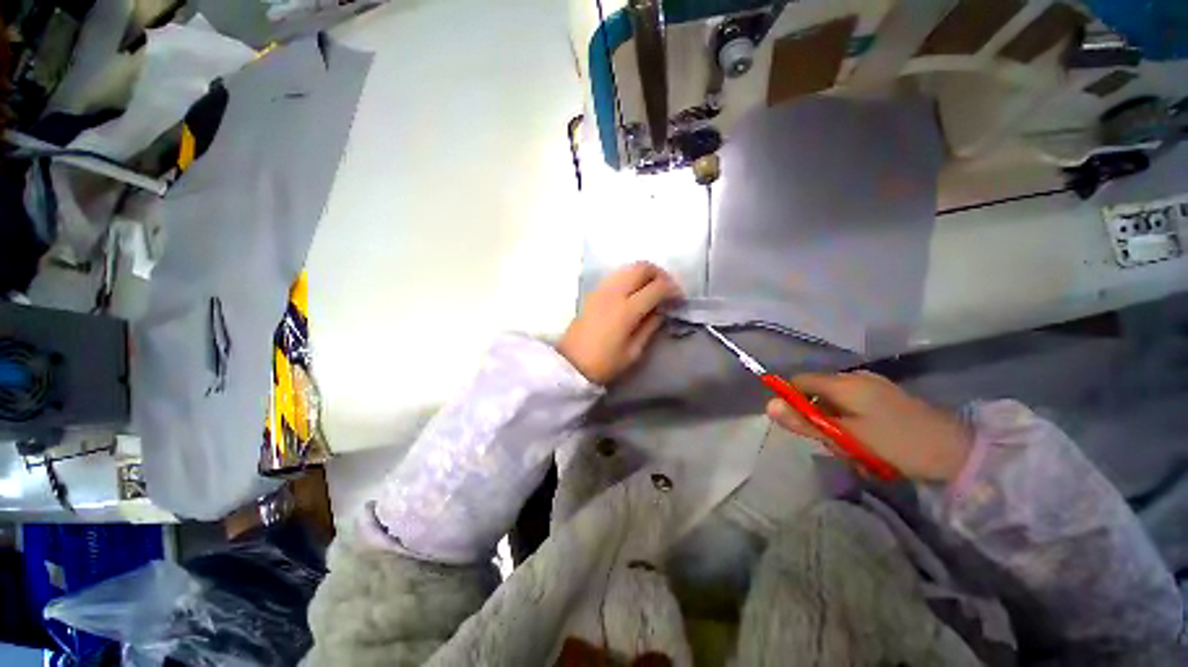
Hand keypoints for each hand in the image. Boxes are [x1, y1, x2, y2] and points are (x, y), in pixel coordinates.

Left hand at [558, 262, 681, 384]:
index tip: (679, 299)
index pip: (656, 288)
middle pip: (642, 268)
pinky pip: (617, 274)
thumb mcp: (633, 351)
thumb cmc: (604, 363)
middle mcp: (614, 293)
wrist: (571, 364)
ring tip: (653, 289)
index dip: (673, 290)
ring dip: (645, 273)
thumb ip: (650, 326)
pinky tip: (635, 291)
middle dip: (660, 274)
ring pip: (628, 267)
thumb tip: (661, 310)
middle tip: (668, 289)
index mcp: (626, 310)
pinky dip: (630, 276)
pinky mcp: (593, 292)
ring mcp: (601, 289)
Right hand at [766, 371, 972, 481]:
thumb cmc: (897, 443)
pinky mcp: (885, 397)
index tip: (798, 424)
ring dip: (835, 424)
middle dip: (817, 417)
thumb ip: (805, 421)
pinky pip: (853, 407)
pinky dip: (851, 423)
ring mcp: (873, 386)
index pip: (799, 381)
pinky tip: (867, 443)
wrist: (958, 453)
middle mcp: (856, 378)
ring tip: (854, 448)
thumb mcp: (846, 437)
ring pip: (835, 402)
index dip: (790, 399)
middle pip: (817, 392)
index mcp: (844, 383)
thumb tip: (768, 406)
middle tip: (834, 443)